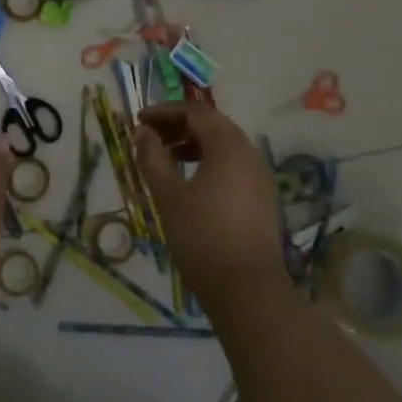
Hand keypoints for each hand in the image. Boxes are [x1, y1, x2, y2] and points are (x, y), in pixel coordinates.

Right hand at [133, 102, 287, 314]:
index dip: (164, 111)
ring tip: (166, 160)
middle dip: (178, 126)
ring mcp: (260, 176)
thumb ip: (152, 158)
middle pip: (212, 125)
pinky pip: (233, 166)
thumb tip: (142, 132)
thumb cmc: (202, 237)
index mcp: (228, 145)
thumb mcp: (169, 196)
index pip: (195, 111)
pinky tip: (190, 184)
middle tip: (150, 138)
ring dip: (193, 145)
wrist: (247, 290)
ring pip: (224, 146)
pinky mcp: (262, 198)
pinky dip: (209, 163)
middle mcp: (249, 153)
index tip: (139, 121)